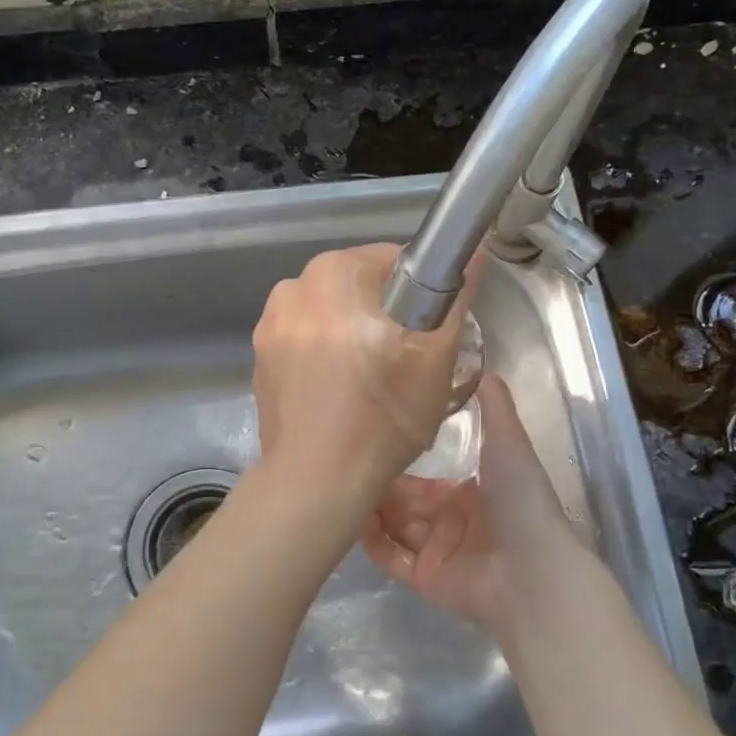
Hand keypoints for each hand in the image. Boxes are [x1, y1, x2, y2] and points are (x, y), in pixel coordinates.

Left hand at [251, 243, 478, 485]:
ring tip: (371, 380)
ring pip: (329, 315)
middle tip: (406, 360)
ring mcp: (268, 326)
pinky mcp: (259, 361)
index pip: (390, 260)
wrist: (317, 479)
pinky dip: (323, 356)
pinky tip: (338, 393)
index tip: (429, 329)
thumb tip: (476, 255)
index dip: (420, 292)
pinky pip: (304, 342)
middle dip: (383, 314)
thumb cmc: (383, 413)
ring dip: (351, 334)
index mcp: (332, 273)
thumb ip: (456, 297)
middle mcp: (291, 288)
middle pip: (356, 287)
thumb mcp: (436, 355)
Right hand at [363, 374, 583, 630]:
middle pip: (406, 502)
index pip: (427, 478)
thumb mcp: (509, 442)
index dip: (402, 462)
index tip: (374, 440)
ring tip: (342, 486)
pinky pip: (391, 558)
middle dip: (381, 486)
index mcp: (471, 493)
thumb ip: (495, 407)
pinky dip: (372, 541)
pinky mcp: (425, 579)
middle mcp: (452, 521)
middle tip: (348, 463)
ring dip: (371, 509)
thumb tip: (482, 368)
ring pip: (394, 526)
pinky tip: (353, 519)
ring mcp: (438, 551)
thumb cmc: (519, 500)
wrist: (531, 568)